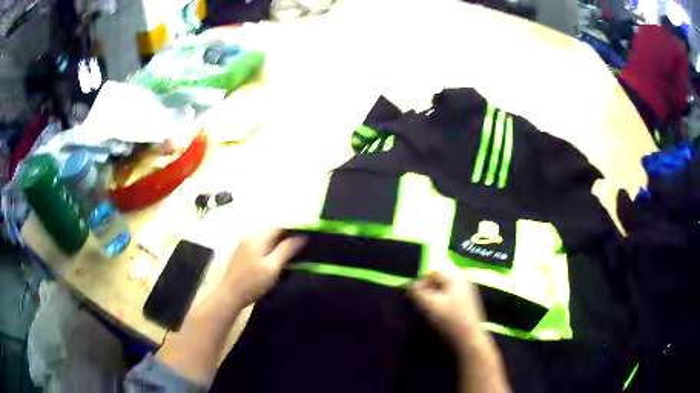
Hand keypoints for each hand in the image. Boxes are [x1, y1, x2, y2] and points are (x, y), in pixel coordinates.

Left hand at [223, 229, 304, 307]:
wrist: (229, 295)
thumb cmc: (252, 282)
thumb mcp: (272, 267)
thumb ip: (286, 250)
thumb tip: (300, 237)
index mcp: (258, 239)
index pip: (278, 227)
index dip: (292, 229)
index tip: (304, 235)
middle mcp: (249, 238)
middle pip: (270, 232)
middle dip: (284, 237)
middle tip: (298, 247)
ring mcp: (242, 246)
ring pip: (263, 240)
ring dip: (275, 244)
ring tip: (287, 255)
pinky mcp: (239, 255)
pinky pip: (257, 247)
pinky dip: (267, 250)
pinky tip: (271, 261)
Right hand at [410, 270, 486, 350]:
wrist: (469, 340)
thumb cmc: (449, 321)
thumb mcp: (428, 305)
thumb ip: (417, 291)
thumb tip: (412, 285)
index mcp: (455, 277)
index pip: (434, 270)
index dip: (422, 281)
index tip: (415, 295)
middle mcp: (464, 280)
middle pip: (442, 278)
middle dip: (430, 287)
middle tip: (422, 300)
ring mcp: (468, 292)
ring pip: (447, 287)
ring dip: (436, 294)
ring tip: (429, 308)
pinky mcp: (469, 303)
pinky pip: (452, 295)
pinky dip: (444, 300)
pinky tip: (440, 313)